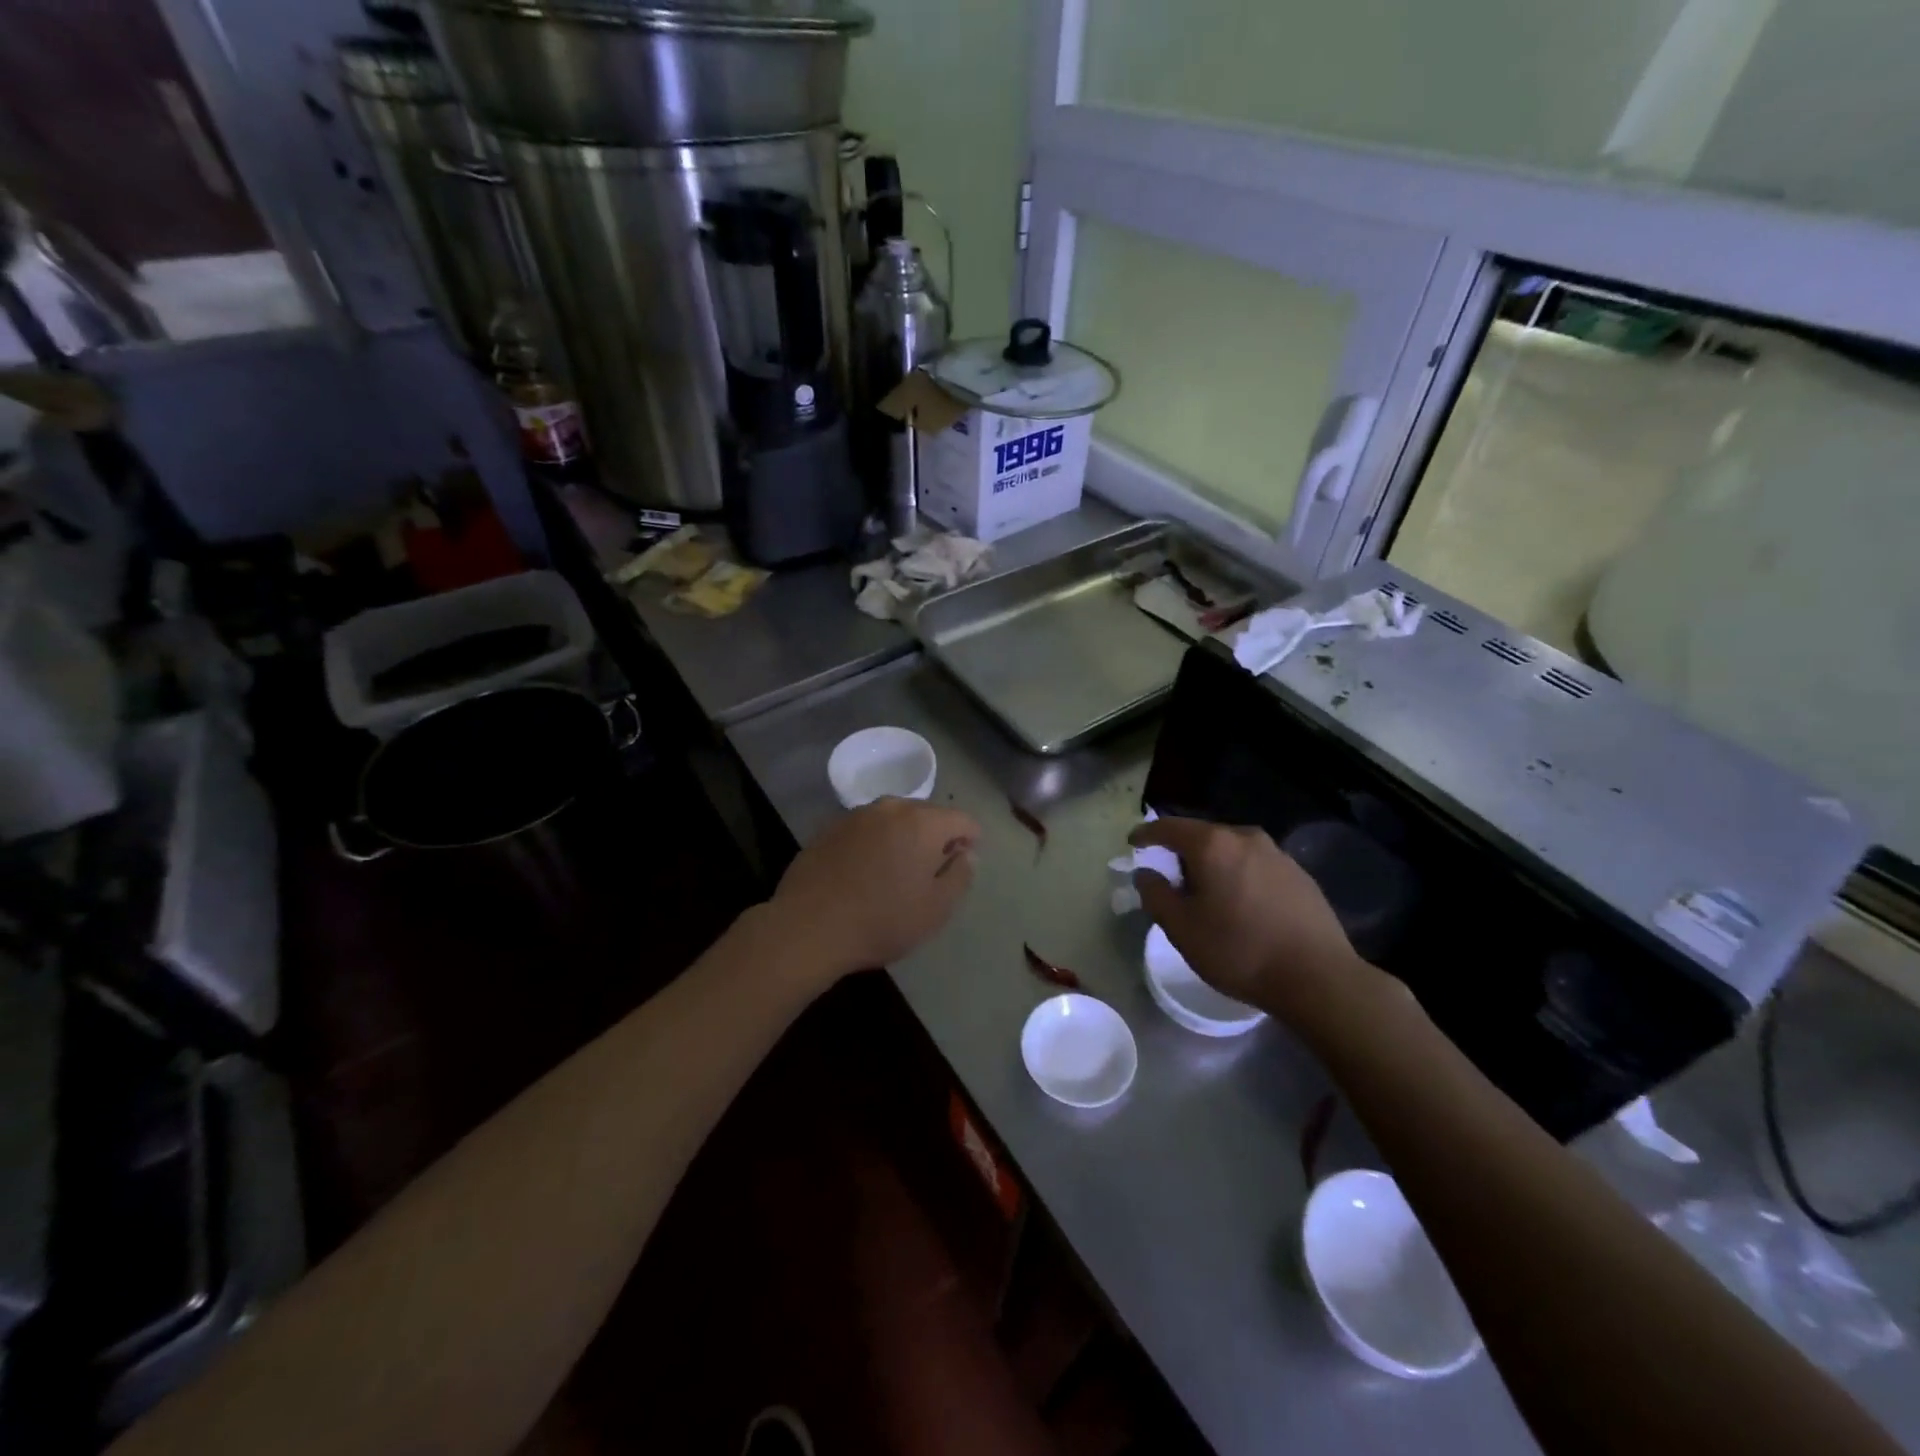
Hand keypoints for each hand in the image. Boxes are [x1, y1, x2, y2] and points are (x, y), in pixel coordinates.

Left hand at [771, 798, 981, 982]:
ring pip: (894, 819)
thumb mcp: (936, 908)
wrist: (808, 927)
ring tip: (896, 872)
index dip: (971, 841)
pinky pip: (866, 828)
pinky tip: (864, 872)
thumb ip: (961, 875)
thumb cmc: (882, 920)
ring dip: (904, 837)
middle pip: (928, 814)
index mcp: (923, 822)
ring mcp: (856, 815)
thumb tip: (967, 854)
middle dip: (936, 836)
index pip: (962, 819)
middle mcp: (891, 807)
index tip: (961, 866)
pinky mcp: (830, 828)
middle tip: (931, 872)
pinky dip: (874, 842)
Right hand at [1130, 817, 1380, 1030]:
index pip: (1168, 827)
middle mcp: (1246, 837)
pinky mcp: (1300, 875)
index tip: (1132, 843)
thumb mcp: (1181, 928)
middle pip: (1202, 836)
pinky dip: (1239, 877)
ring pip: (1232, 851)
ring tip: (1206, 895)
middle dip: (1181, 853)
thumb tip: (1146, 873)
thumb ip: (1155, 894)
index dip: (1146, 834)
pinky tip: (1241, 906)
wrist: (1318, 978)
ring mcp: (1278, 854)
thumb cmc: (1239, 950)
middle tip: (1169, 877)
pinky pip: (1256, 866)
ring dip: (1213, 866)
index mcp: (1213, 844)